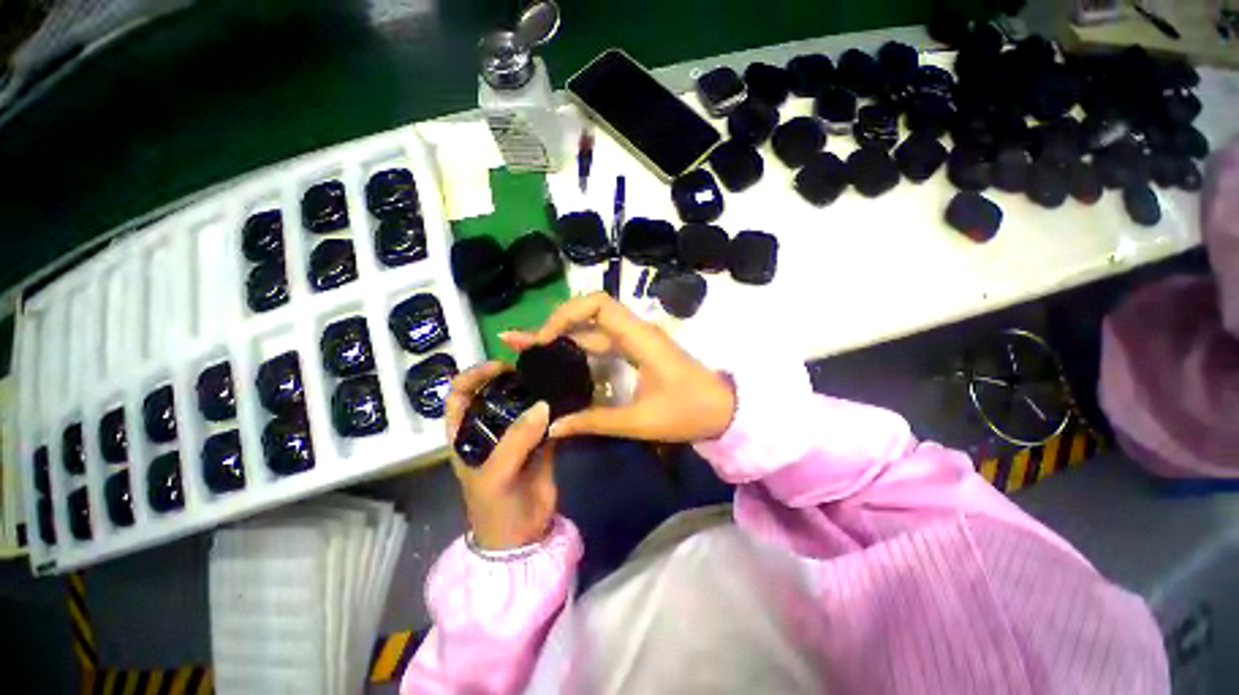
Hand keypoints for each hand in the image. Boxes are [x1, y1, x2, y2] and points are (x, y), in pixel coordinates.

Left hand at [445, 361, 556, 550]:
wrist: (523, 536)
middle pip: (495, 392)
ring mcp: (516, 433)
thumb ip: (517, 439)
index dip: (474, 375)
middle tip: (533, 370)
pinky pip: (547, 419)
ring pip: (523, 403)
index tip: (500, 367)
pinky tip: (566, 398)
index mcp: (466, 433)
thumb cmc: (495, 508)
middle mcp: (490, 427)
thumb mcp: (496, 475)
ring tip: (553, 378)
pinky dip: (555, 408)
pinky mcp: (540, 441)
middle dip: (511, 378)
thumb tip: (543, 404)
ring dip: (536, 391)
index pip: (460, 393)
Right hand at [502, 293, 736, 442]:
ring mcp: (635, 340)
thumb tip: (554, 426)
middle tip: (519, 343)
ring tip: (527, 348)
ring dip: (561, 335)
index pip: (597, 304)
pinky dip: (577, 346)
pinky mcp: (636, 351)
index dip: (565, 315)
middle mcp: (635, 331)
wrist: (724, 410)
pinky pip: (602, 341)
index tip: (542, 340)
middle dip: (553, 324)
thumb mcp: (640, 421)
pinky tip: (558, 358)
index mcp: (639, 338)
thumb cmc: (689, 412)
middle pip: (589, 312)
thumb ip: (595, 421)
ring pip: (593, 328)